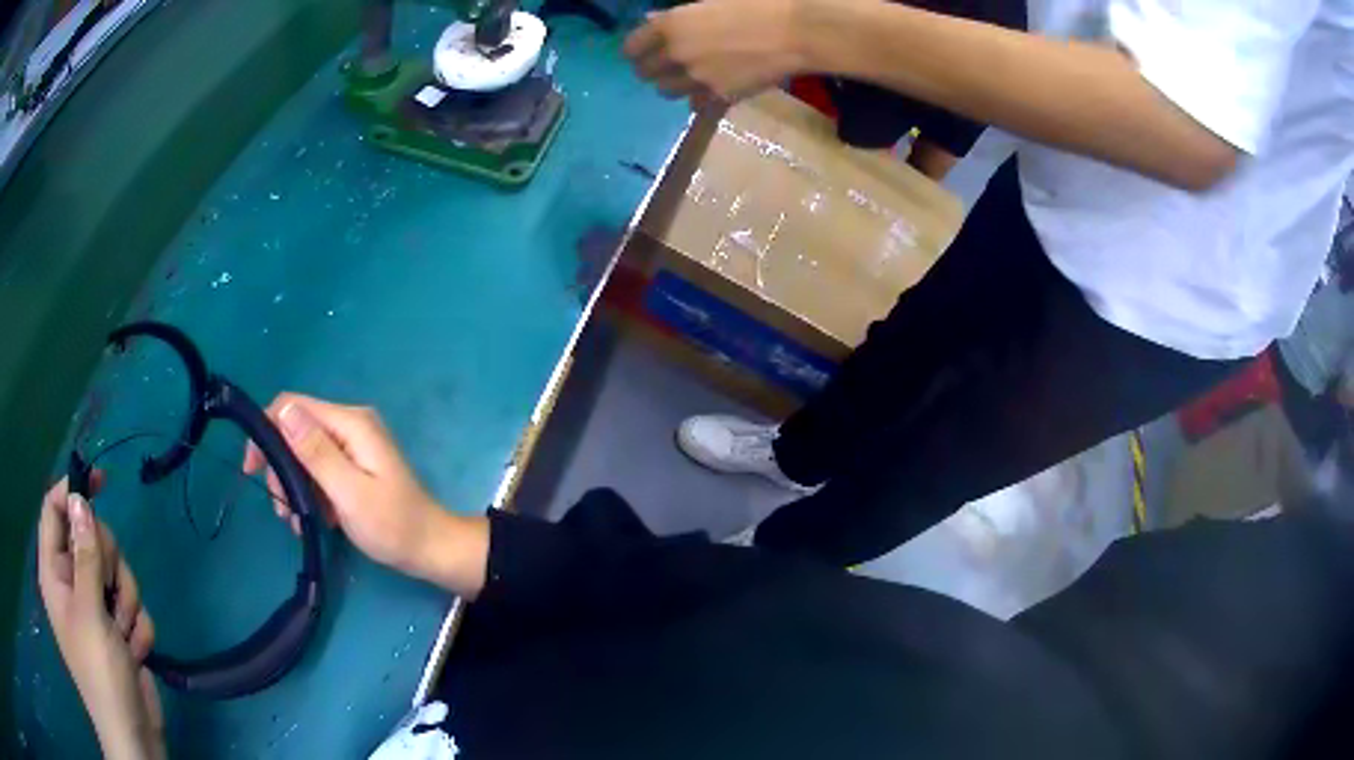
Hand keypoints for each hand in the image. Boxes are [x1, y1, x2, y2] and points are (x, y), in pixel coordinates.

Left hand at [37, 476, 163, 759]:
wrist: (132, 733)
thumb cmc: (100, 672)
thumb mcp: (89, 611)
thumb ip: (84, 554)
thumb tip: (80, 499)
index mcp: (55, 572)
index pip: (54, 510)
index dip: (72, 490)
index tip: (100, 481)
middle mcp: (72, 584)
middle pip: (90, 538)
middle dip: (109, 564)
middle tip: (111, 594)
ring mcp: (96, 608)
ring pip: (117, 574)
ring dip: (127, 602)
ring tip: (124, 635)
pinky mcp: (119, 629)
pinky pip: (133, 608)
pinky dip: (138, 628)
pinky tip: (136, 652)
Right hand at [244, 394, 454, 581]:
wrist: (431, 549)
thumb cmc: (392, 526)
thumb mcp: (348, 492)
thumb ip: (315, 451)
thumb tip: (284, 410)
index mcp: (351, 422)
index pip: (292, 406)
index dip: (266, 431)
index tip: (252, 469)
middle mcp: (350, 424)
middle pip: (296, 430)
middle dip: (280, 467)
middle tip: (281, 508)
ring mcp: (353, 444)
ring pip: (304, 453)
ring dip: (294, 485)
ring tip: (297, 522)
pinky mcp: (354, 464)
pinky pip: (320, 469)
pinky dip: (311, 492)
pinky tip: (314, 520)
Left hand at [624, 0, 811, 104]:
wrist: (799, 31)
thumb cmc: (760, 4)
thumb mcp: (712, 1)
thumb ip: (678, 14)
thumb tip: (654, 20)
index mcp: (671, 25)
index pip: (632, 47)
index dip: (636, 49)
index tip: (642, 50)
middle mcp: (676, 54)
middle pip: (645, 72)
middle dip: (652, 67)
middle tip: (665, 63)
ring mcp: (697, 79)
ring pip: (666, 91)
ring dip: (672, 83)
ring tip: (687, 75)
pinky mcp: (719, 97)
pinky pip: (694, 104)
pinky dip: (697, 98)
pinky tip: (709, 88)